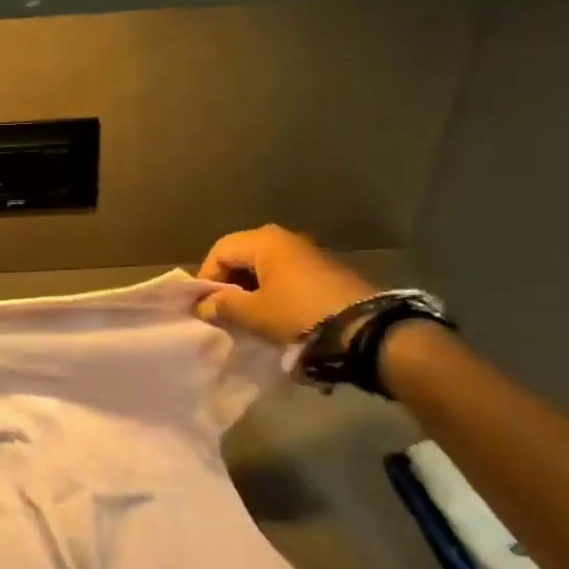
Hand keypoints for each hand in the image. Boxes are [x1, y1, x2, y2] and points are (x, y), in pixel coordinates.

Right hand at [195, 225, 378, 344]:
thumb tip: (204, 305)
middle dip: (228, 284)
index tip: (206, 308)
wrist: (364, 330)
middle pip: (241, 256)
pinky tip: (274, 317)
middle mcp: (285, 238)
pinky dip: (273, 293)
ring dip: (251, 290)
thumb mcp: (254, 314)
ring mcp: (308, 253)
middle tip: (224, 313)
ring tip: (248, 318)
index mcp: (264, 241)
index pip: (219, 251)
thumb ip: (223, 306)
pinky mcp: (325, 272)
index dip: (207, 279)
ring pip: (264, 268)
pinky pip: (285, 277)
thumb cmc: (298, 314)